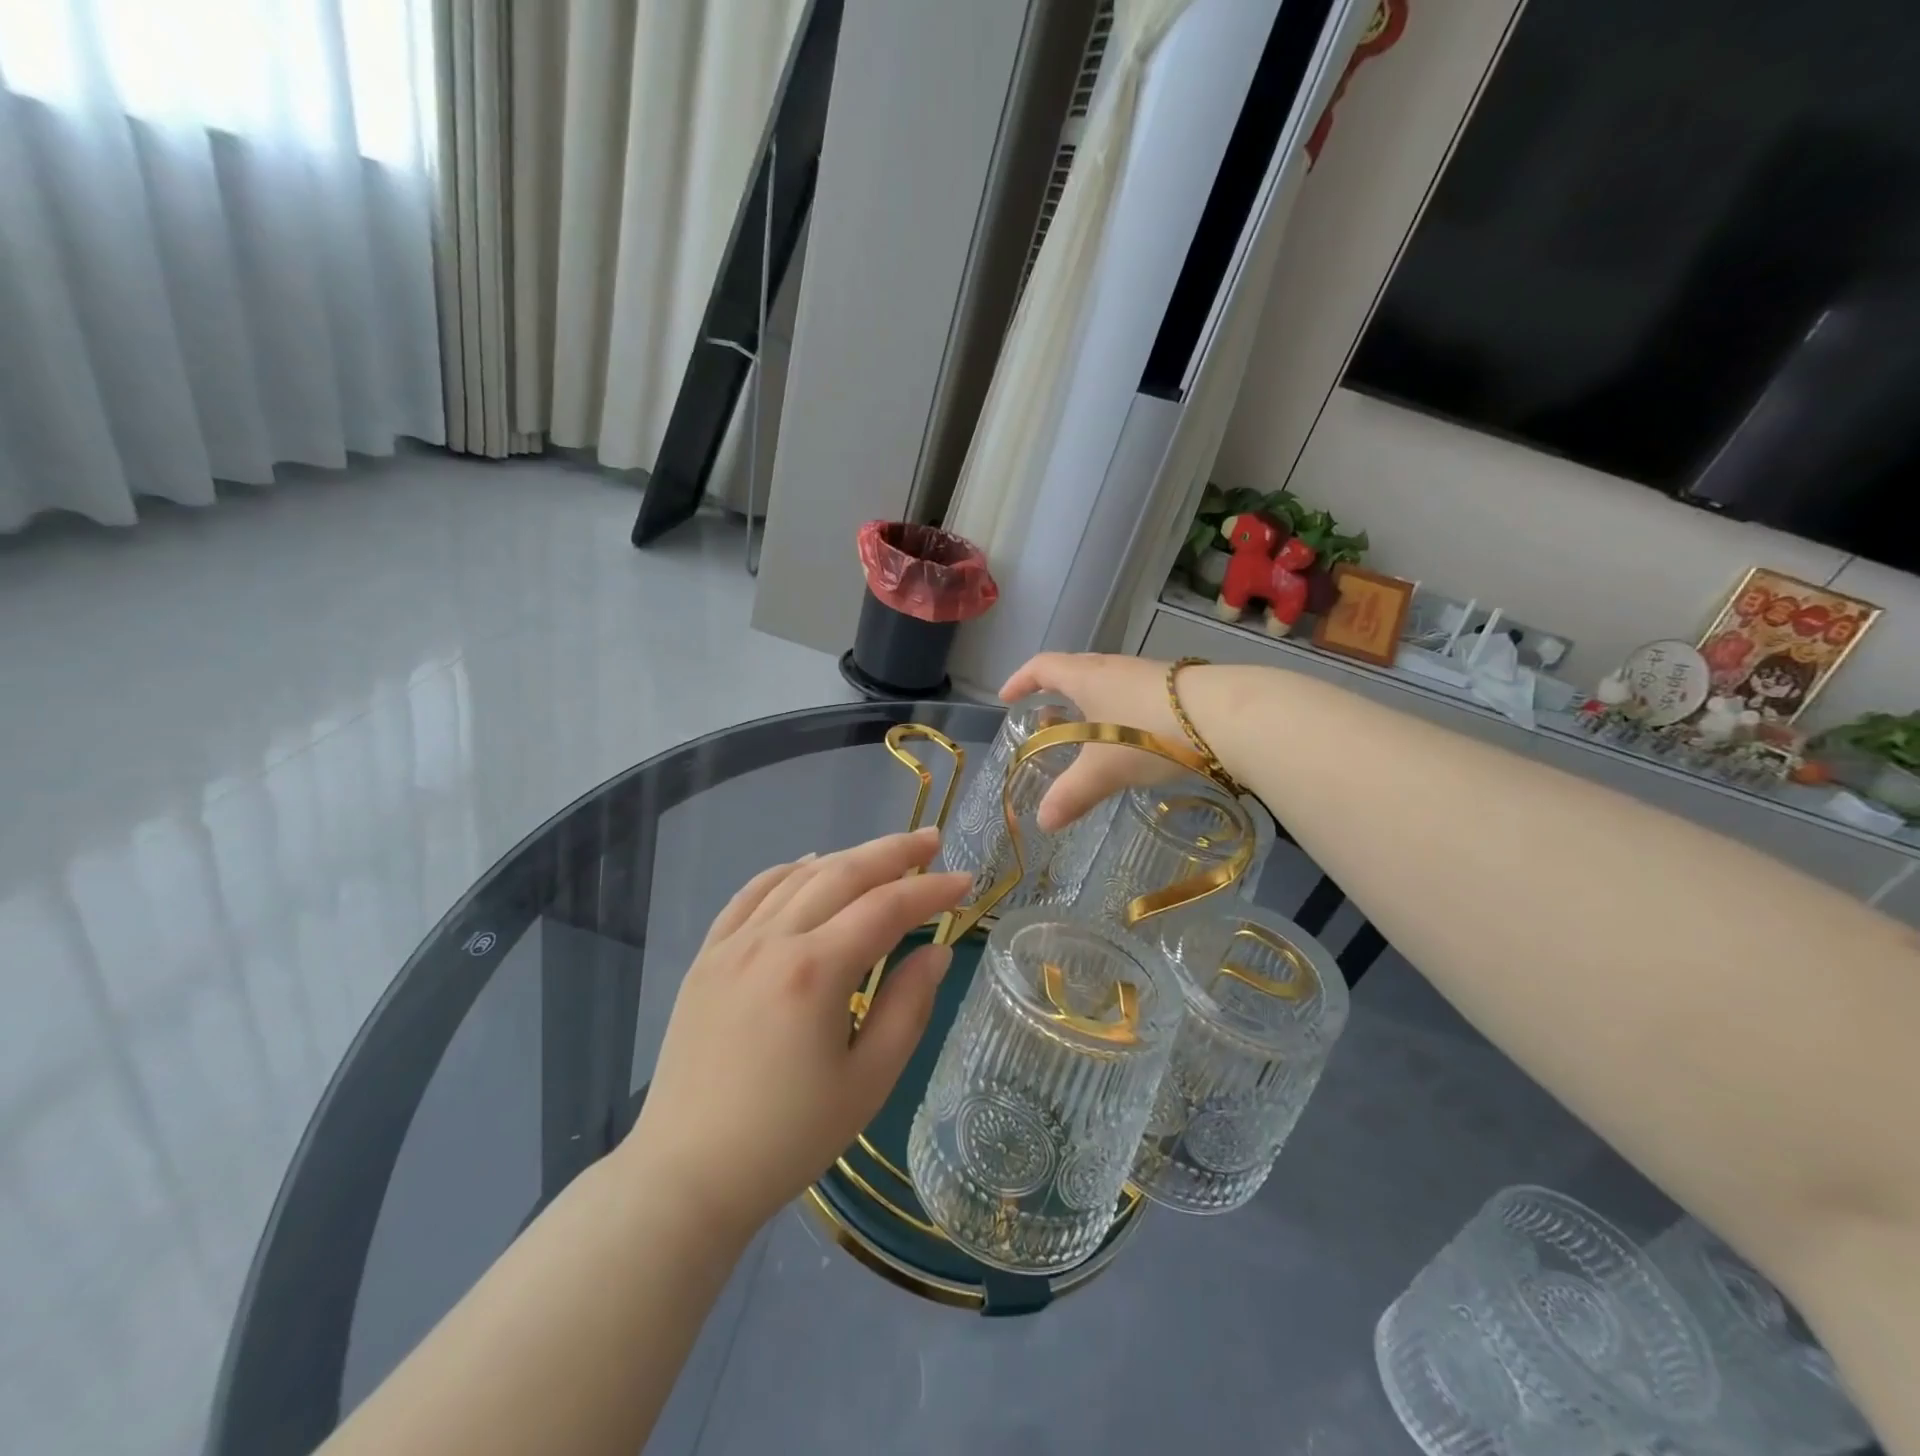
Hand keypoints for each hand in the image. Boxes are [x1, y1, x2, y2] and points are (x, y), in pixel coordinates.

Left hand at [623, 829, 970, 1242]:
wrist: (688, 1175)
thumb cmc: (788, 1138)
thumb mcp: (868, 1081)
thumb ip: (908, 1006)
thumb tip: (936, 952)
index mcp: (815, 971)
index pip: (886, 908)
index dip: (931, 891)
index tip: (966, 882)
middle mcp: (771, 940)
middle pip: (842, 874)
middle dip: (893, 852)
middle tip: (932, 840)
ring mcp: (732, 944)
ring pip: (798, 876)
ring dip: (846, 858)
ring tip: (883, 855)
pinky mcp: (707, 957)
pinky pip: (751, 894)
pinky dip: (788, 872)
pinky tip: (808, 867)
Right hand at [1000, 653, 1190, 830]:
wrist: (1227, 716)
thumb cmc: (1150, 734)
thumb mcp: (1104, 770)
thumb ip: (1072, 794)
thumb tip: (1043, 822)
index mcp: (1086, 677)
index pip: (1041, 667)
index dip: (1020, 681)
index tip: (1006, 698)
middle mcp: (1113, 668)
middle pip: (1073, 671)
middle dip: (1054, 694)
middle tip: (1045, 721)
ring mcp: (1147, 675)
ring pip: (1106, 684)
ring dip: (1089, 705)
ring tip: (1086, 735)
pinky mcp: (1175, 689)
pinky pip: (1132, 695)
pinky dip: (1118, 713)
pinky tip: (1130, 739)